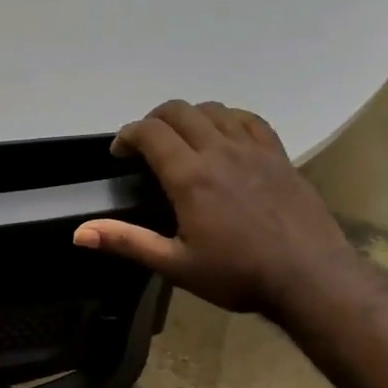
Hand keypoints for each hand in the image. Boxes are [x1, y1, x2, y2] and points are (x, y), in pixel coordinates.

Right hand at [74, 101, 354, 314]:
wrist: (309, 277)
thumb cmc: (237, 275)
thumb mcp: (175, 265)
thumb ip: (127, 242)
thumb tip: (79, 233)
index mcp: (190, 176)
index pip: (150, 133)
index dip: (127, 135)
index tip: (120, 153)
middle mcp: (219, 151)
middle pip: (179, 111)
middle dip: (153, 120)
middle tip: (145, 145)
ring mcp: (253, 149)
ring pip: (213, 109)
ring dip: (189, 117)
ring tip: (181, 140)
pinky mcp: (279, 154)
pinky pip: (249, 119)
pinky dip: (227, 119)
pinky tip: (224, 136)